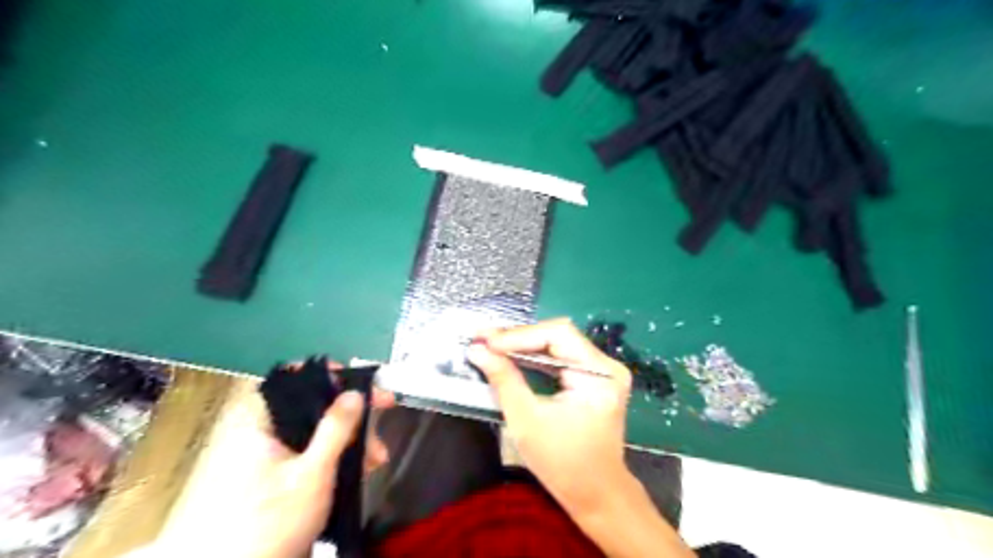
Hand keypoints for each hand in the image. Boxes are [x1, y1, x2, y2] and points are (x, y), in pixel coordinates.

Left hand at [151, 361, 393, 557]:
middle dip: (352, 414)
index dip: (326, 375)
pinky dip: (340, 457)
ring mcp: (274, 459)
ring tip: (377, 458)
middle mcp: (265, 435)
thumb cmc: (272, 522)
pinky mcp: (284, 479)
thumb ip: (336, 428)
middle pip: (313, 408)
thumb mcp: (312, 472)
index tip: (358, 381)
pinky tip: (362, 468)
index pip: (291, 381)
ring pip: (319, 433)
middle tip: (383, 412)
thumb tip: (355, 392)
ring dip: (352, 439)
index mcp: (259, 425)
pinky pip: (316, 455)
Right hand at [471, 319, 631, 513]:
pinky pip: (561, 356)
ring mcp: (602, 370)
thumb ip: (503, 380)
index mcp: (600, 374)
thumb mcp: (526, 420)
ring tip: (490, 343)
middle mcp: (607, 365)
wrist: (595, 493)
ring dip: (523, 344)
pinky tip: (511, 354)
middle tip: (483, 338)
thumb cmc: (562, 463)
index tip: (485, 341)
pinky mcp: (594, 377)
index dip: (519, 335)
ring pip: (558, 343)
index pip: (558, 335)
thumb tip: (477, 350)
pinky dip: (534, 355)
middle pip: (558, 335)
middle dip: (518, 337)